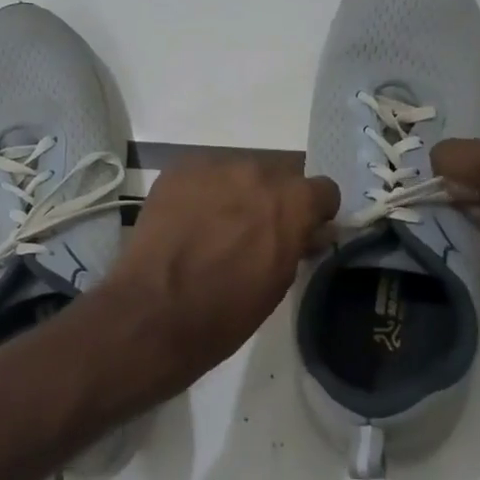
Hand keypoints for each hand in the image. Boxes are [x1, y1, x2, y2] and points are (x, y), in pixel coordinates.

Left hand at [98, 156, 338, 394]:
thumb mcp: (279, 282)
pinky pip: (201, 174)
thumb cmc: (226, 311)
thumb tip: (311, 231)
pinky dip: (201, 193)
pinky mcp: (177, 171)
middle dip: (272, 200)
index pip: (323, 190)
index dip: (313, 212)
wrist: (155, 312)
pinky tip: (187, 221)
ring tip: (214, 227)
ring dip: (235, 193)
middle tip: (252, 232)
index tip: (301, 231)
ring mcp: (213, 167)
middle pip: (278, 175)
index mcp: (292, 202)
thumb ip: (298, 244)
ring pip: (238, 172)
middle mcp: (257, 173)